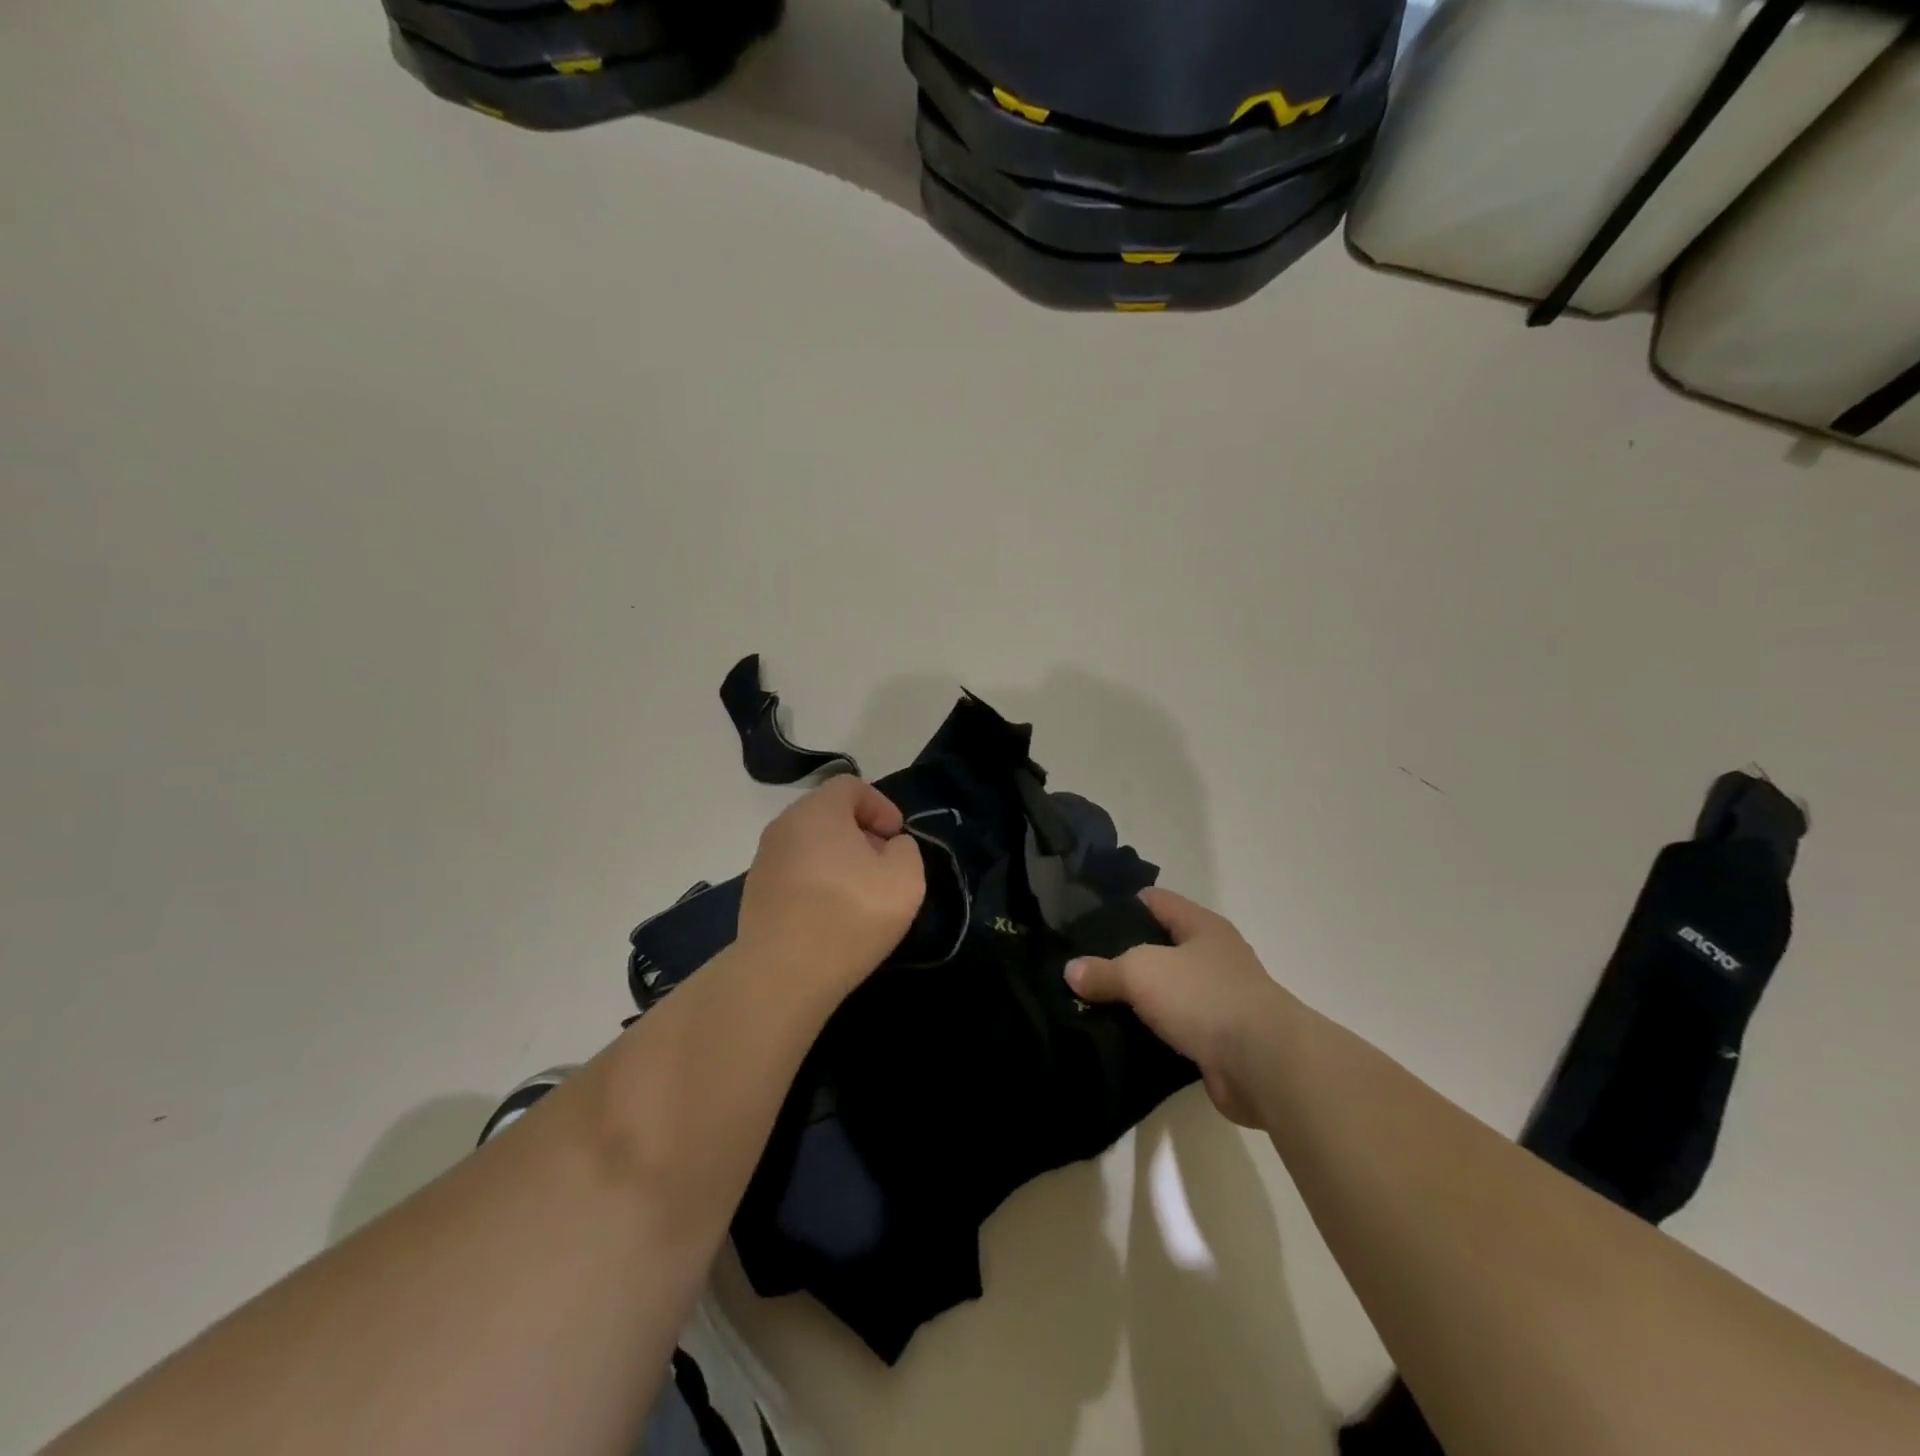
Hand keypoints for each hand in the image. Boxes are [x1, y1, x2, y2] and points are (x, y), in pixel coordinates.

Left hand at [737, 777, 926, 1000]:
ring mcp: (764, 861)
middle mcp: (784, 826)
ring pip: (810, 845)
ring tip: (859, 894)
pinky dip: (816, 883)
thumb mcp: (905, 877)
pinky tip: (831, 916)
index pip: (851, 786)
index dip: (881, 805)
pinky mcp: (755, 895)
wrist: (782, 974)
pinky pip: (795, 873)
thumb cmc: (849, 914)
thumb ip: (906, 850)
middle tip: (882, 865)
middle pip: (828, 814)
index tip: (896, 838)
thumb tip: (888, 848)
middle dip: (860, 833)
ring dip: (838, 860)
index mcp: (817, 811)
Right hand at [1066, 889, 1290, 1125]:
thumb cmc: (1203, 997)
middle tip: (1082, 965)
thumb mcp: (1141, 971)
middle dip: (1124, 955)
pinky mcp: (1219, 1041)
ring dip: (1138, 999)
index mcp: (1201, 926)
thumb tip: (1072, 971)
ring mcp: (1219, 1000)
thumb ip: (1104, 970)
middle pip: (1160, 946)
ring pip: (1167, 991)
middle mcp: (1214, 957)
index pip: (1156, 901)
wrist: (1263, 1065)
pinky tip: (1121, 1037)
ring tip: (1092, 1002)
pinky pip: (1176, 1028)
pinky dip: (1152, 1032)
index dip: (1122, 905)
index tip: (1085, 919)